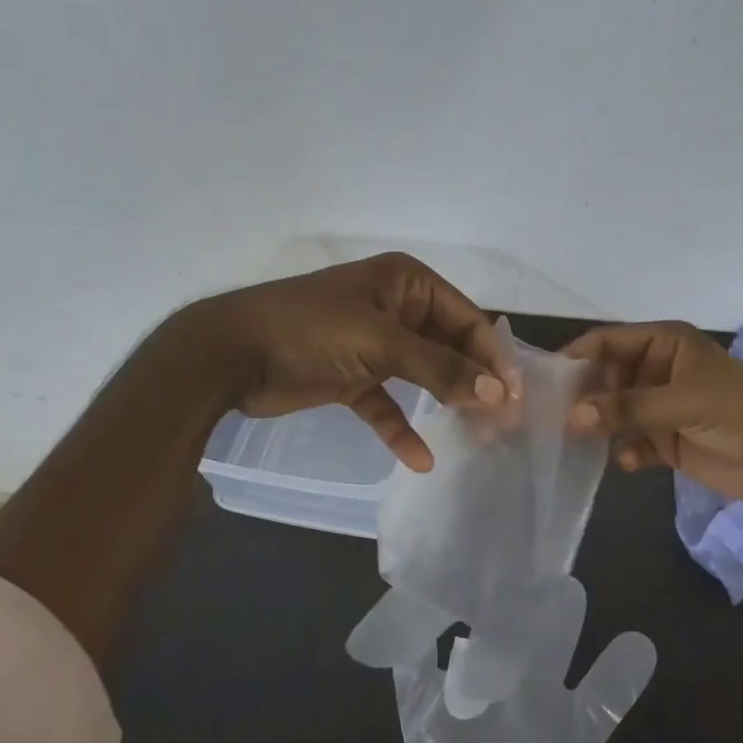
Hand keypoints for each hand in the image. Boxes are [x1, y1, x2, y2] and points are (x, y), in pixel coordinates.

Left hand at [172, 253, 513, 471]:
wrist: (228, 353)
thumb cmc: (311, 330)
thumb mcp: (381, 343)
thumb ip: (441, 368)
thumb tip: (498, 394)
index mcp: (407, 282)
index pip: (467, 319)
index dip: (493, 357)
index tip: (515, 399)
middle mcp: (396, 308)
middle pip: (449, 348)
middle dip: (472, 384)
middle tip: (500, 424)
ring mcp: (373, 344)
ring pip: (423, 375)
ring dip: (444, 404)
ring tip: (475, 438)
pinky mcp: (352, 376)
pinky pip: (387, 403)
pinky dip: (401, 427)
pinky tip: (419, 459)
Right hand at [563, 321, 742, 503]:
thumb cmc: (738, 413)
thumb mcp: (682, 402)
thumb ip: (627, 408)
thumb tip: (572, 417)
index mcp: (665, 344)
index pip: (608, 341)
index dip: (577, 356)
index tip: (543, 380)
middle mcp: (659, 370)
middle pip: (607, 377)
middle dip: (584, 396)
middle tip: (551, 418)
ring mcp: (662, 406)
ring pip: (617, 411)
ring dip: (600, 426)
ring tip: (574, 443)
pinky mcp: (668, 440)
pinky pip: (634, 441)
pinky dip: (625, 451)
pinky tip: (624, 463)